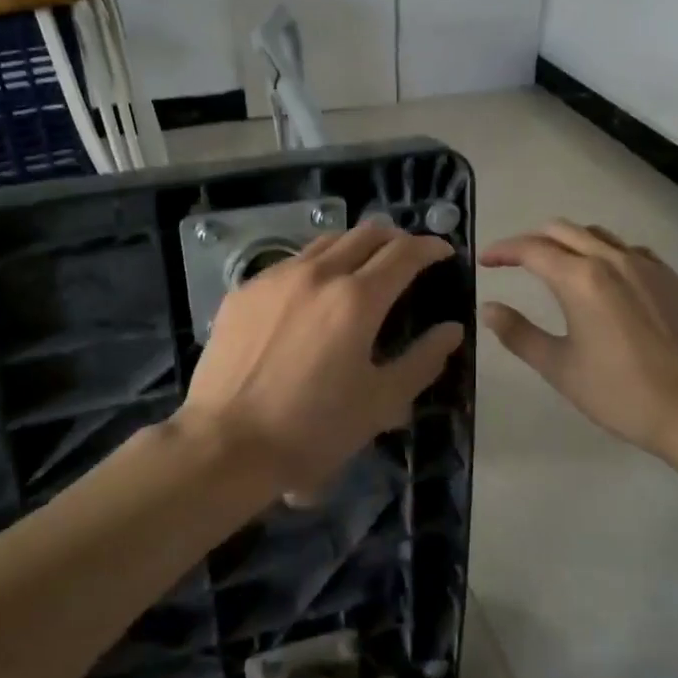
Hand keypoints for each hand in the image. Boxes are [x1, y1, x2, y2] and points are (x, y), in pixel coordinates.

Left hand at [181, 222, 464, 497]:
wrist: (224, 443)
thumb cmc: (312, 429)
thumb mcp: (380, 403)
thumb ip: (422, 361)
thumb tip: (452, 330)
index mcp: (357, 299)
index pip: (403, 254)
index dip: (429, 247)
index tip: (443, 251)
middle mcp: (318, 274)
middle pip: (365, 234)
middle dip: (394, 238)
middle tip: (406, 255)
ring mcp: (276, 277)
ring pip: (325, 242)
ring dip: (353, 246)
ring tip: (362, 266)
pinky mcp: (244, 290)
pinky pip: (289, 264)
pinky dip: (314, 266)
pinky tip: (311, 293)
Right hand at [479, 219, 677, 458]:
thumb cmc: (621, 394)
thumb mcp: (560, 368)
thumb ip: (519, 333)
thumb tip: (489, 308)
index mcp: (581, 279)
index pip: (532, 249)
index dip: (503, 250)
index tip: (485, 260)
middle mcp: (614, 260)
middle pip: (564, 230)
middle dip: (533, 240)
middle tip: (515, 261)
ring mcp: (650, 267)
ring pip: (600, 236)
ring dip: (571, 242)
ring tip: (558, 266)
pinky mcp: (676, 281)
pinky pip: (633, 252)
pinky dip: (608, 255)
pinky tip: (609, 282)